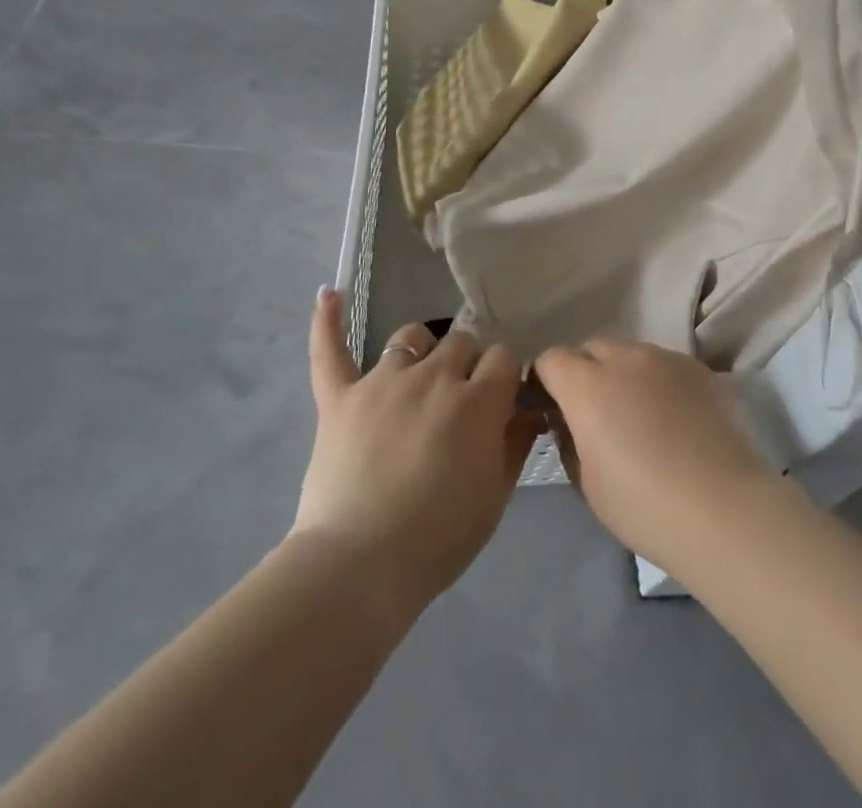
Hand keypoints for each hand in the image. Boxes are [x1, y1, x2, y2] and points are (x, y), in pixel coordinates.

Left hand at [292, 290, 540, 616]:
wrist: (359, 568)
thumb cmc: (438, 538)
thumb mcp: (495, 496)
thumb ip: (516, 444)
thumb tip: (533, 410)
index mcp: (478, 400)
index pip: (504, 357)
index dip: (505, 374)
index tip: (502, 397)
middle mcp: (434, 376)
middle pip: (462, 341)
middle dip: (468, 363)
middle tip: (461, 399)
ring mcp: (383, 381)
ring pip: (410, 337)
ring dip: (421, 350)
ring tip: (418, 372)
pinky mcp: (340, 397)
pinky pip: (331, 351)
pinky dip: (328, 322)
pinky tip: (329, 294)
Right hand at [534, 341, 780, 573]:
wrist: (722, 507)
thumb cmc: (643, 504)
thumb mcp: (586, 482)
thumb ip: (569, 440)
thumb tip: (569, 421)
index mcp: (587, 384)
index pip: (551, 359)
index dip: (546, 382)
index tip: (552, 410)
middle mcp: (624, 357)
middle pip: (591, 349)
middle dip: (583, 372)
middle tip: (594, 415)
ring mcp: (665, 357)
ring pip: (630, 352)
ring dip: (622, 374)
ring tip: (638, 415)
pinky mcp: (698, 367)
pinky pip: (664, 364)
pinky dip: (656, 381)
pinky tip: (672, 418)